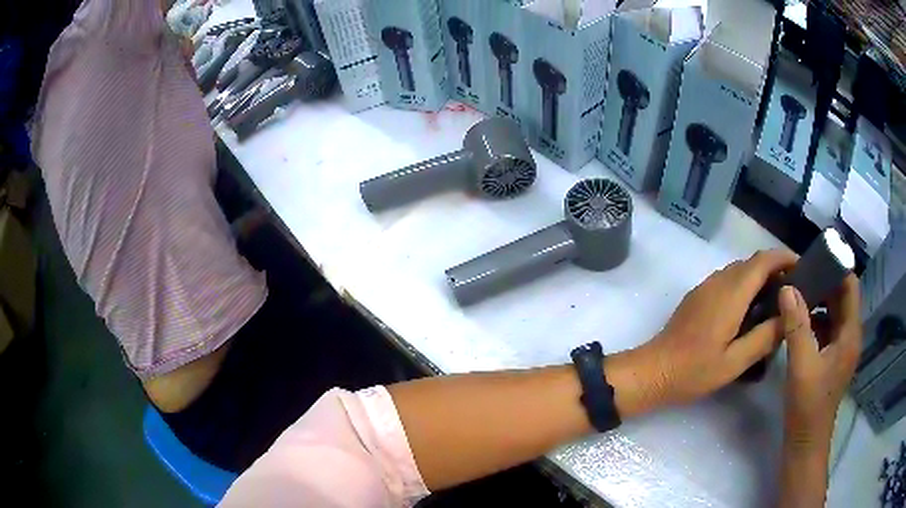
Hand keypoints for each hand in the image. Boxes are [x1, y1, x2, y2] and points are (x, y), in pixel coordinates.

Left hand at [639, 250, 796, 405]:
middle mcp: (718, 281)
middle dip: (775, 269)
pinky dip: (745, 285)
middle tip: (793, 291)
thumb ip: (764, 337)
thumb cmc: (694, 370)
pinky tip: (751, 310)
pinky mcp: (698, 296)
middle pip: (752, 262)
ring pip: (739, 270)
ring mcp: (705, 286)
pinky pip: (727, 280)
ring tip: (776, 301)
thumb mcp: (735, 361)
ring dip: (759, 277)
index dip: (784, 258)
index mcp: (731, 292)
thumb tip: (787, 316)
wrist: (653, 371)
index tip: (802, 266)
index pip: (763, 261)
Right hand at [780, 279, 860, 449]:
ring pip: (834, 312)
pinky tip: (797, 321)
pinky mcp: (832, 358)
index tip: (816, 258)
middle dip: (824, 282)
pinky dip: (815, 319)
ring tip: (797, 293)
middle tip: (801, 274)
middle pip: (842, 297)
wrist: (805, 443)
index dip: (837, 268)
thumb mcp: (801, 365)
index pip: (850, 286)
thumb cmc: (808, 406)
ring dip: (818, 300)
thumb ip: (796, 325)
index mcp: (850, 334)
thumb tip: (788, 287)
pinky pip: (827, 328)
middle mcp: (849, 336)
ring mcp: (841, 348)